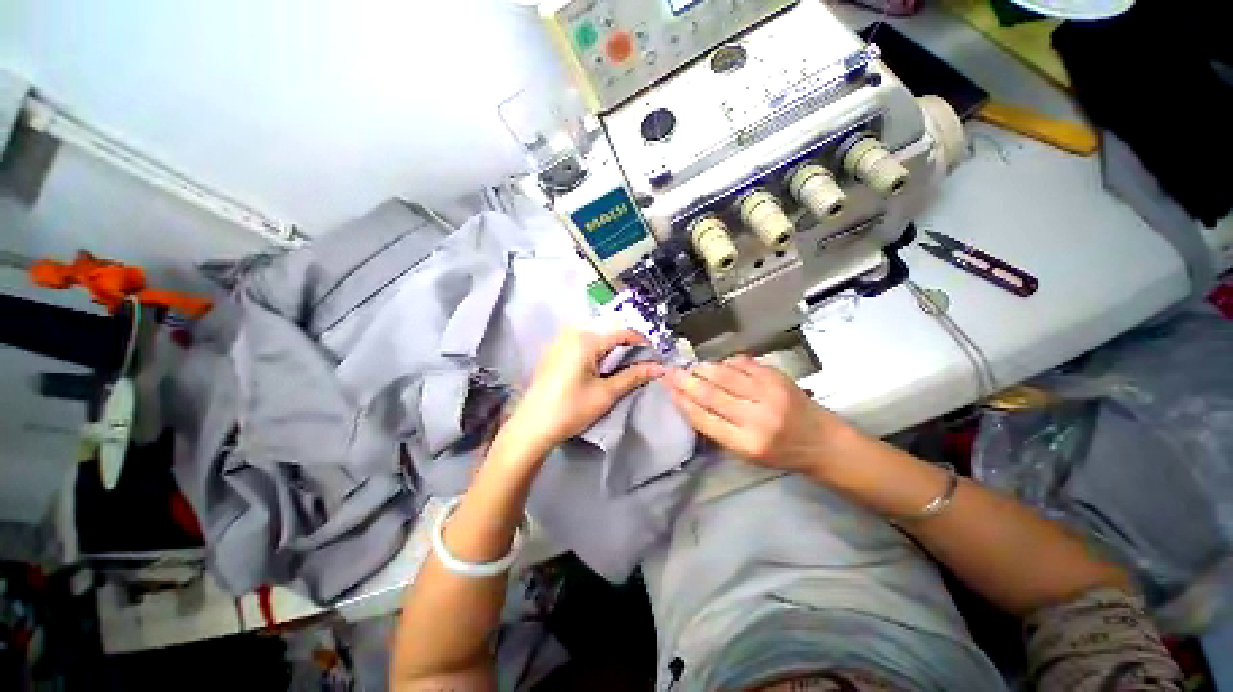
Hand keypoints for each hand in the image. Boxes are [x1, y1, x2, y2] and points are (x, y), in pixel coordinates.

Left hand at [503, 328, 664, 452]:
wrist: (533, 426)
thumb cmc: (571, 409)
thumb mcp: (606, 393)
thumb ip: (634, 376)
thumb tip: (660, 367)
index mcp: (585, 340)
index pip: (622, 333)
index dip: (642, 343)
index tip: (655, 357)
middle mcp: (572, 334)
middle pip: (608, 334)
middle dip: (627, 348)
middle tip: (641, 365)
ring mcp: (560, 342)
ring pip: (595, 339)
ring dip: (612, 351)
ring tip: (623, 368)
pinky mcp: (553, 352)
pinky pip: (581, 345)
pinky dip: (596, 353)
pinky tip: (600, 370)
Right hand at [664, 355, 854, 473]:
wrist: (824, 441)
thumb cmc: (782, 454)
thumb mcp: (746, 454)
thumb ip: (718, 429)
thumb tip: (690, 402)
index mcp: (746, 443)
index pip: (704, 418)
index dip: (682, 402)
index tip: (669, 390)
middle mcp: (757, 417)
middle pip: (711, 394)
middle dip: (686, 381)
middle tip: (670, 372)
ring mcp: (769, 393)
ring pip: (724, 374)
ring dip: (703, 368)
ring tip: (692, 368)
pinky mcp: (777, 376)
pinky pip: (743, 363)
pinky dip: (726, 362)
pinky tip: (719, 365)